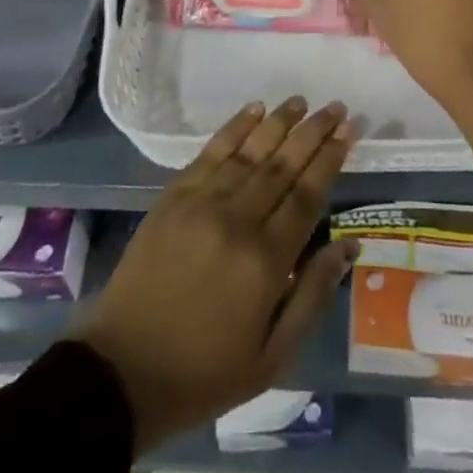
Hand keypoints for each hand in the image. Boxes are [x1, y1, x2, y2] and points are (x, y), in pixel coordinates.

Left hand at [73, 98, 356, 454]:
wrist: (123, 370)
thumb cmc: (205, 372)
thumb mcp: (272, 358)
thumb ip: (312, 296)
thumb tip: (349, 246)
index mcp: (266, 262)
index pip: (307, 196)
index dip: (330, 160)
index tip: (349, 131)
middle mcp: (237, 220)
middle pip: (283, 165)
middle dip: (313, 132)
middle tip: (336, 107)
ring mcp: (202, 203)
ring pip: (250, 151)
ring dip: (278, 122)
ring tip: (301, 100)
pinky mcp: (174, 196)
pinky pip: (212, 151)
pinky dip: (235, 127)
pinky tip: (254, 109)